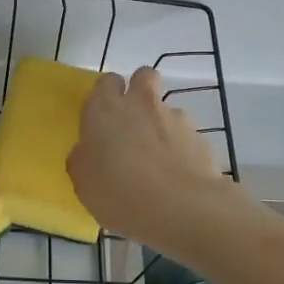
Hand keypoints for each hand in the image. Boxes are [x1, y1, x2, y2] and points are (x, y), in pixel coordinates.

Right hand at [67, 68, 228, 247]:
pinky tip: (178, 175)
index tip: (103, 117)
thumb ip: (84, 160)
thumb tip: (87, 152)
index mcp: (105, 109)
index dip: (106, 94)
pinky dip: (181, 148)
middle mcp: (140, 104)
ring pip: (166, 108)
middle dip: (139, 90)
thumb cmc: (119, 194)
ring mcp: (174, 117)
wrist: (181, 208)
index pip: (106, 81)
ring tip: (159, 160)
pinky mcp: (200, 137)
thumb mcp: (84, 184)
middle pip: (143, 76)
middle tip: (132, 122)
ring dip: (161, 125)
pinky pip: (186, 135)